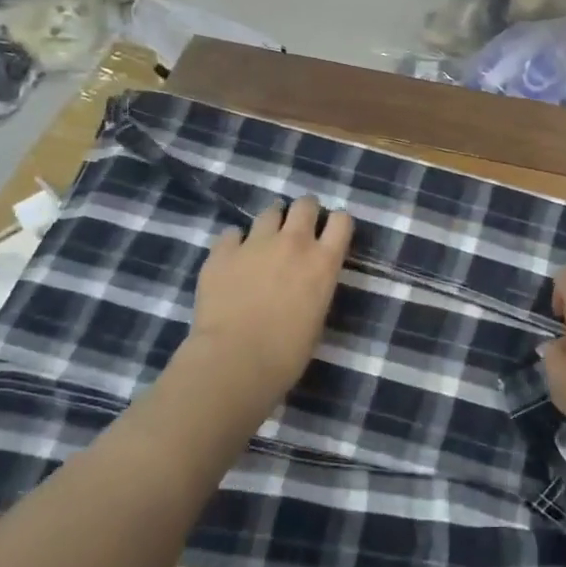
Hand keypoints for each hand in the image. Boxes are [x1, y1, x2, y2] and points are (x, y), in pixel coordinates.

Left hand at [179, 196, 353, 416]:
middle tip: (298, 230)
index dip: (336, 224)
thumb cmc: (285, 354)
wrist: (234, 362)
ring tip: (264, 241)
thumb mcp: (316, 317)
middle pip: (306, 204)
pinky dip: (235, 243)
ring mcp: (256, 243)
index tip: (329, 234)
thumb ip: (315, 287)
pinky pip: (232, 233)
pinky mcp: (223, 251)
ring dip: (271, 223)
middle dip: (304, 212)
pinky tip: (232, 259)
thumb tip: (306, 281)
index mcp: (323, 262)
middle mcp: (293, 242)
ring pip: (269, 211)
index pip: (342, 221)